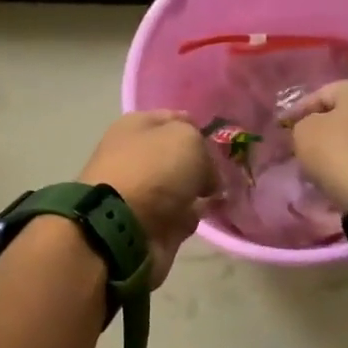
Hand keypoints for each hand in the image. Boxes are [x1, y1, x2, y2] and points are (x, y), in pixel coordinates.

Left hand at [79, 111, 215, 287]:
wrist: (122, 228)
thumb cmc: (152, 171)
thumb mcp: (187, 139)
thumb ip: (203, 148)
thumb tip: (206, 173)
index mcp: (135, 127)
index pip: (174, 118)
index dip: (198, 128)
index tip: (220, 142)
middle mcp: (135, 156)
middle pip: (178, 156)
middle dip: (202, 164)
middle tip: (225, 171)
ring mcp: (141, 192)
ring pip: (181, 186)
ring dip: (199, 191)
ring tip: (220, 194)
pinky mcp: (149, 223)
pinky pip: (179, 214)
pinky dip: (192, 215)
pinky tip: (206, 214)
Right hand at [279, 78, 347, 207]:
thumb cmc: (338, 152)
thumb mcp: (303, 132)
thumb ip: (301, 123)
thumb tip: (309, 128)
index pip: (320, 95)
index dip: (296, 111)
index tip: (280, 127)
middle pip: (344, 114)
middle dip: (321, 128)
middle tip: (299, 143)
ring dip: (339, 145)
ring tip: (318, 162)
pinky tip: (339, 171)